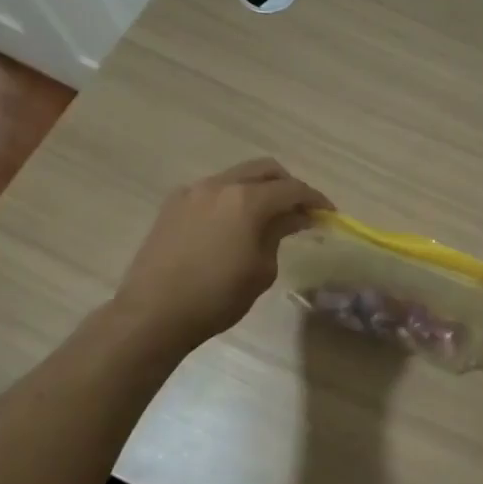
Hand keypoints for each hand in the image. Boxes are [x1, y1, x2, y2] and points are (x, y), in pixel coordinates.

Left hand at [114, 158, 330, 350]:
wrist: (153, 313)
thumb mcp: (262, 269)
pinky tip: (233, 224)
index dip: (315, 199)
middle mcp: (220, 185)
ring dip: (258, 189)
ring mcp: (192, 192)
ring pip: (236, 177)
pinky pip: (212, 191)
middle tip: (300, 209)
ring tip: (267, 217)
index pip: (292, 189)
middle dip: (287, 185)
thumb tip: (293, 218)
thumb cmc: (217, 297)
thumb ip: (279, 234)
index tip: (329, 214)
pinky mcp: (172, 205)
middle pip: (264, 170)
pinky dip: (232, 198)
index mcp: (247, 200)